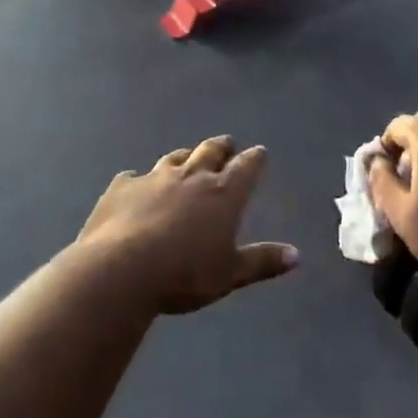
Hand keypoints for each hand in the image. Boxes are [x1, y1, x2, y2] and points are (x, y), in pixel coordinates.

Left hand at [75, 136, 298, 314]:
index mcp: (223, 194)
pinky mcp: (122, 187)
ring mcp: (154, 178)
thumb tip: (297, 256)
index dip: (255, 159)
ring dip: (185, 156)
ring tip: (188, 157)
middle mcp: (191, 177)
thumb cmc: (184, 274)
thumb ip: (262, 261)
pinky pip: (133, 177)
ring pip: (174, 158)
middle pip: (210, 151)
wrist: (121, 269)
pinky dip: (139, 180)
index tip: (260, 153)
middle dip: (221, 146)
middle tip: (227, 144)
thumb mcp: (230, 274)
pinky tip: (136, 185)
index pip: (246, 167)